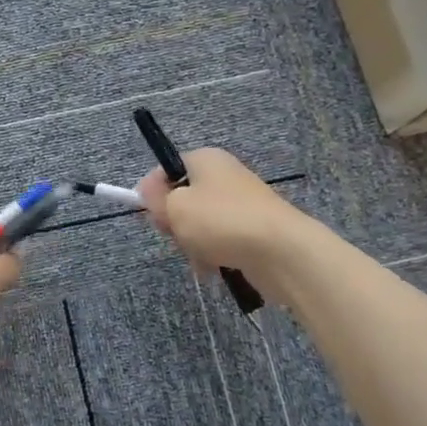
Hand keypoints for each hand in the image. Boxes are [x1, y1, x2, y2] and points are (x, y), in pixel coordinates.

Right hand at [135, 148, 302, 287]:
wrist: (281, 251)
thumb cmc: (221, 221)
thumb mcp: (175, 207)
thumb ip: (155, 198)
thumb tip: (145, 189)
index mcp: (205, 159)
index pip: (165, 170)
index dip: (151, 192)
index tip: (149, 215)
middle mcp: (224, 175)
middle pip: (182, 198)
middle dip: (174, 221)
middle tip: (176, 234)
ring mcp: (241, 202)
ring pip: (199, 223)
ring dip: (192, 242)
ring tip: (200, 254)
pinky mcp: (253, 229)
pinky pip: (220, 239)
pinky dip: (212, 253)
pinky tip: (214, 265)